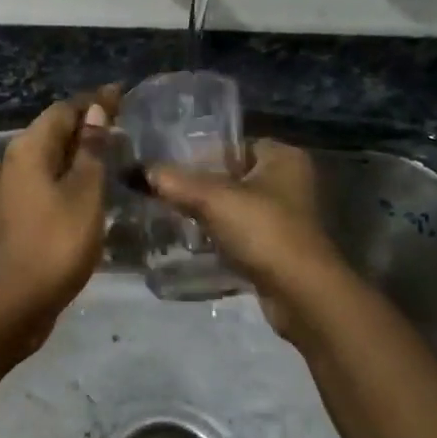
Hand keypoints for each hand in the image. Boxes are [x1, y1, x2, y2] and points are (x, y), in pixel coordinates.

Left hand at [0, 86, 118, 353]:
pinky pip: (42, 183)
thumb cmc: (56, 243)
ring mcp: (7, 190)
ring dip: (76, 154)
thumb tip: (95, 112)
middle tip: (122, 125)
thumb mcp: (85, 193)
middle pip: (52, 132)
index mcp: (28, 149)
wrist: (13, 301)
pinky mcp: (11, 215)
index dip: (94, 101)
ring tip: (110, 155)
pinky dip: (66, 178)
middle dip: (86, 126)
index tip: (122, 94)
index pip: (63, 111)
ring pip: (47, 160)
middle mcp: (11, 162)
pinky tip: (86, 189)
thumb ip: (92, 151)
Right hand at [148, 140, 343, 340]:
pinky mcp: (277, 247)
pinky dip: (218, 236)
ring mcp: (285, 217)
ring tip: (169, 214)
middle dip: (199, 185)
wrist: (300, 293)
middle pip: (231, 175)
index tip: (167, 164)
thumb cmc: (263, 231)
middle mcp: (289, 181)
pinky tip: (191, 241)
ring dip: (207, 213)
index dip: (200, 152)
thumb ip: (174, 182)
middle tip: (162, 190)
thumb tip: (136, 171)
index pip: (233, 144)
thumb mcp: (212, 199)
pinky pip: (239, 233)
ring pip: (234, 206)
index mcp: (283, 157)